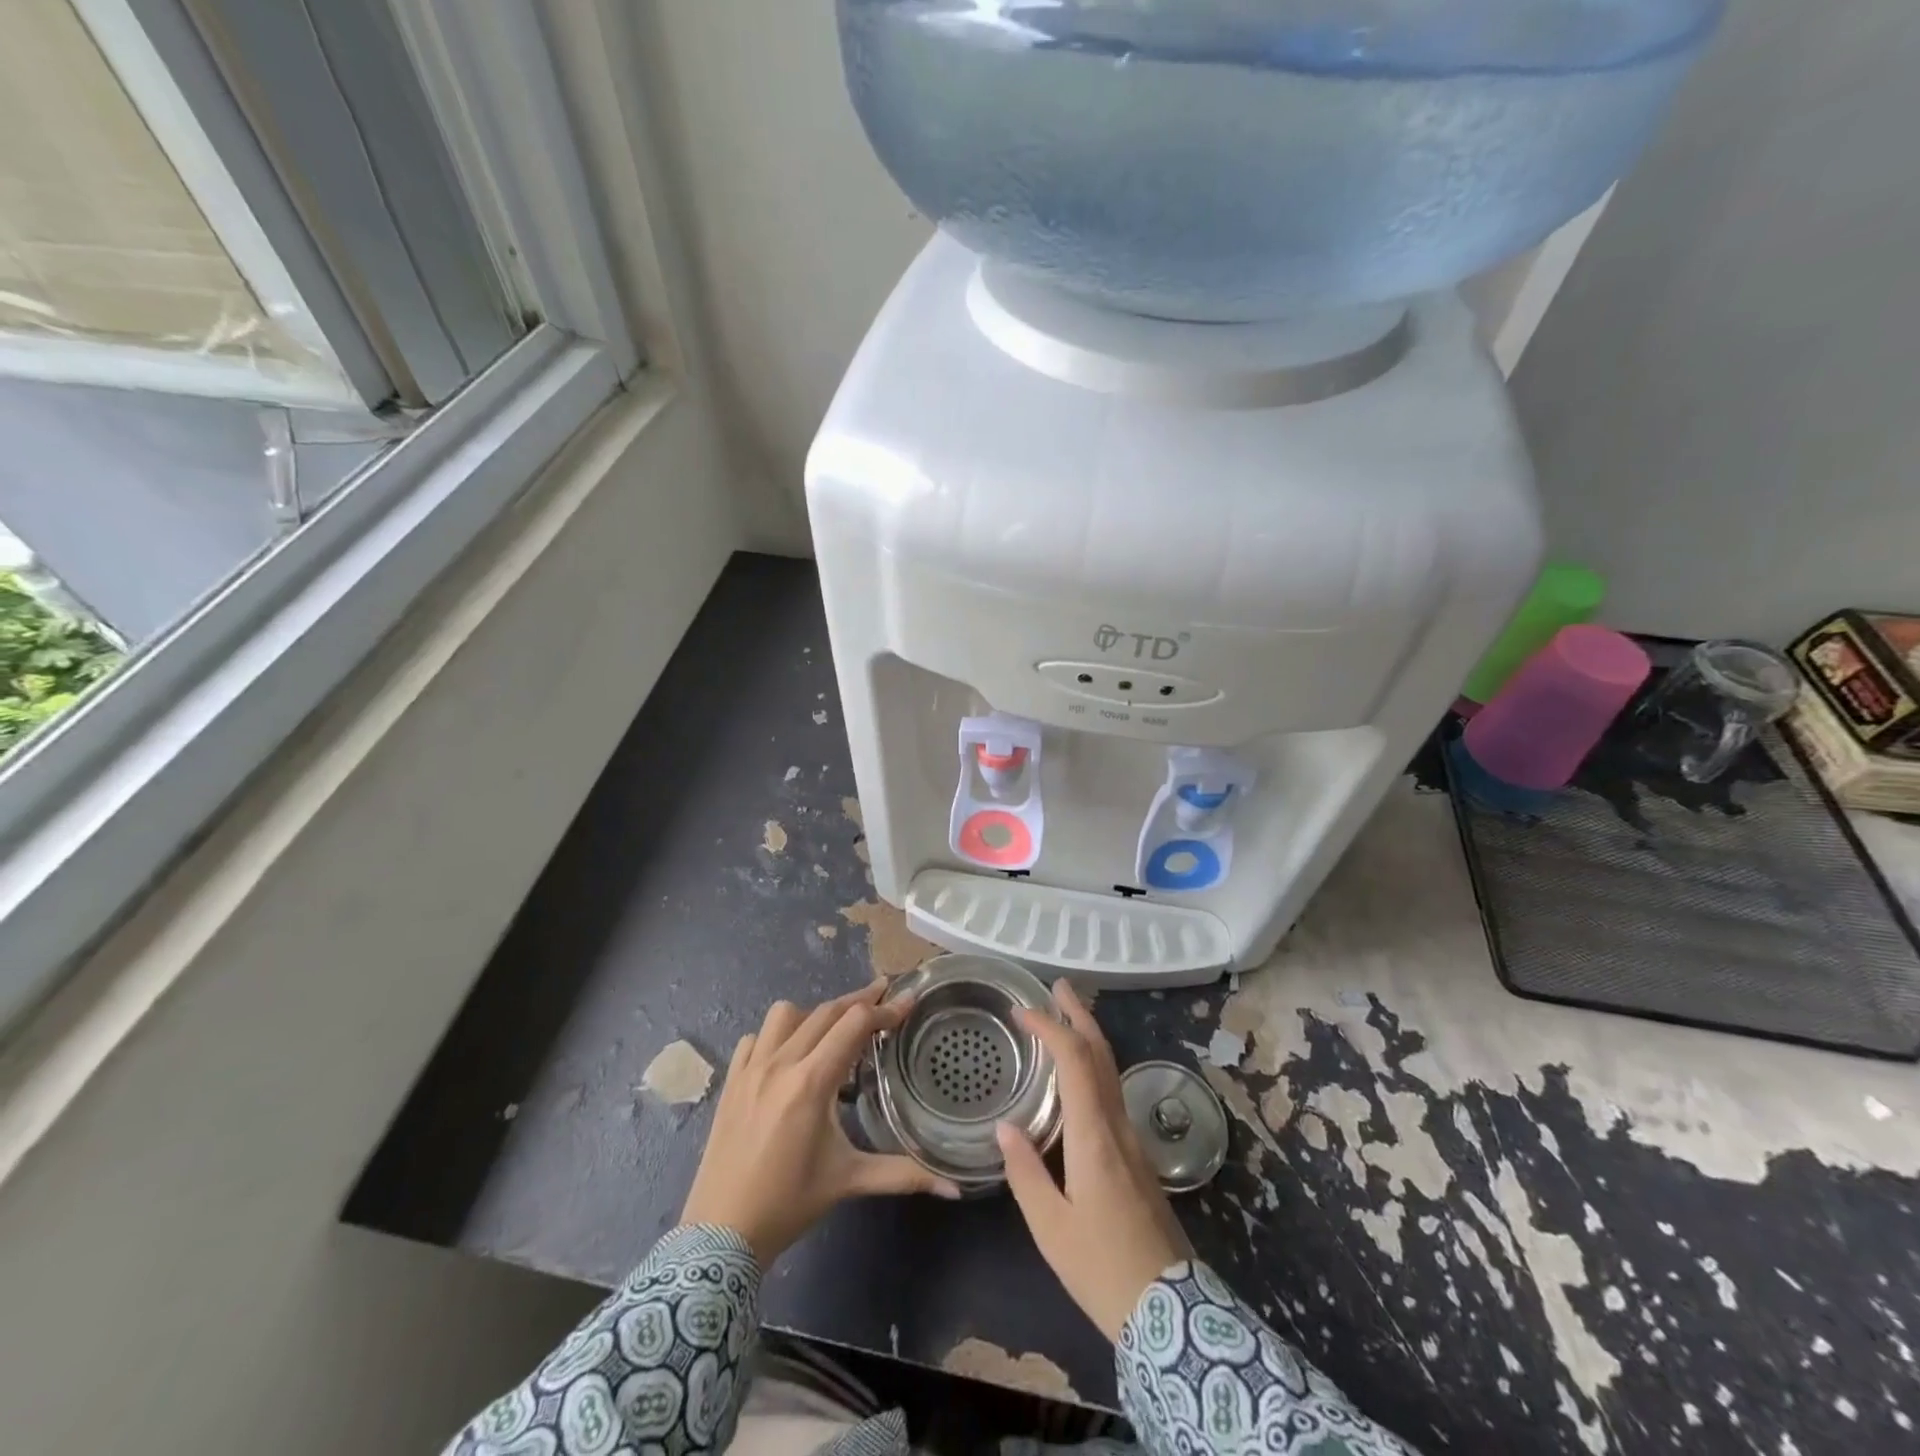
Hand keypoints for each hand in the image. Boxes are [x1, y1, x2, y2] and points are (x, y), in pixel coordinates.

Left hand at [682, 983, 961, 1264]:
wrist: (718, 1235)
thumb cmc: (789, 1204)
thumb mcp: (849, 1181)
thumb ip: (903, 1175)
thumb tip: (955, 1189)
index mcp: (811, 1082)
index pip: (855, 1024)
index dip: (885, 1010)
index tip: (908, 1000)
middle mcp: (780, 1063)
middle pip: (826, 1010)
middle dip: (859, 1000)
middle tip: (885, 996)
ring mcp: (750, 1068)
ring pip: (786, 1013)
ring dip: (815, 1013)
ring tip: (834, 1031)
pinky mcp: (731, 1079)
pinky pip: (756, 1036)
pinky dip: (778, 1035)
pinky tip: (790, 1055)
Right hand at [997, 981, 1192, 1339]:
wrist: (1170, 1314)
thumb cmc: (1102, 1269)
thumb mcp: (1051, 1229)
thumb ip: (1026, 1174)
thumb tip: (1004, 1127)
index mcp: (1093, 1136)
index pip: (1075, 1061)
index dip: (1051, 1028)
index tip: (1024, 1010)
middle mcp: (1117, 1126)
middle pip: (1102, 1055)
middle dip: (1080, 1015)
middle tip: (1058, 986)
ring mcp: (1133, 1139)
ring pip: (1111, 1071)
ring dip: (1090, 1036)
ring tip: (1067, 1016)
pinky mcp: (1138, 1156)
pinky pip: (1114, 1091)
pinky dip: (1095, 1064)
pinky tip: (1082, 1073)